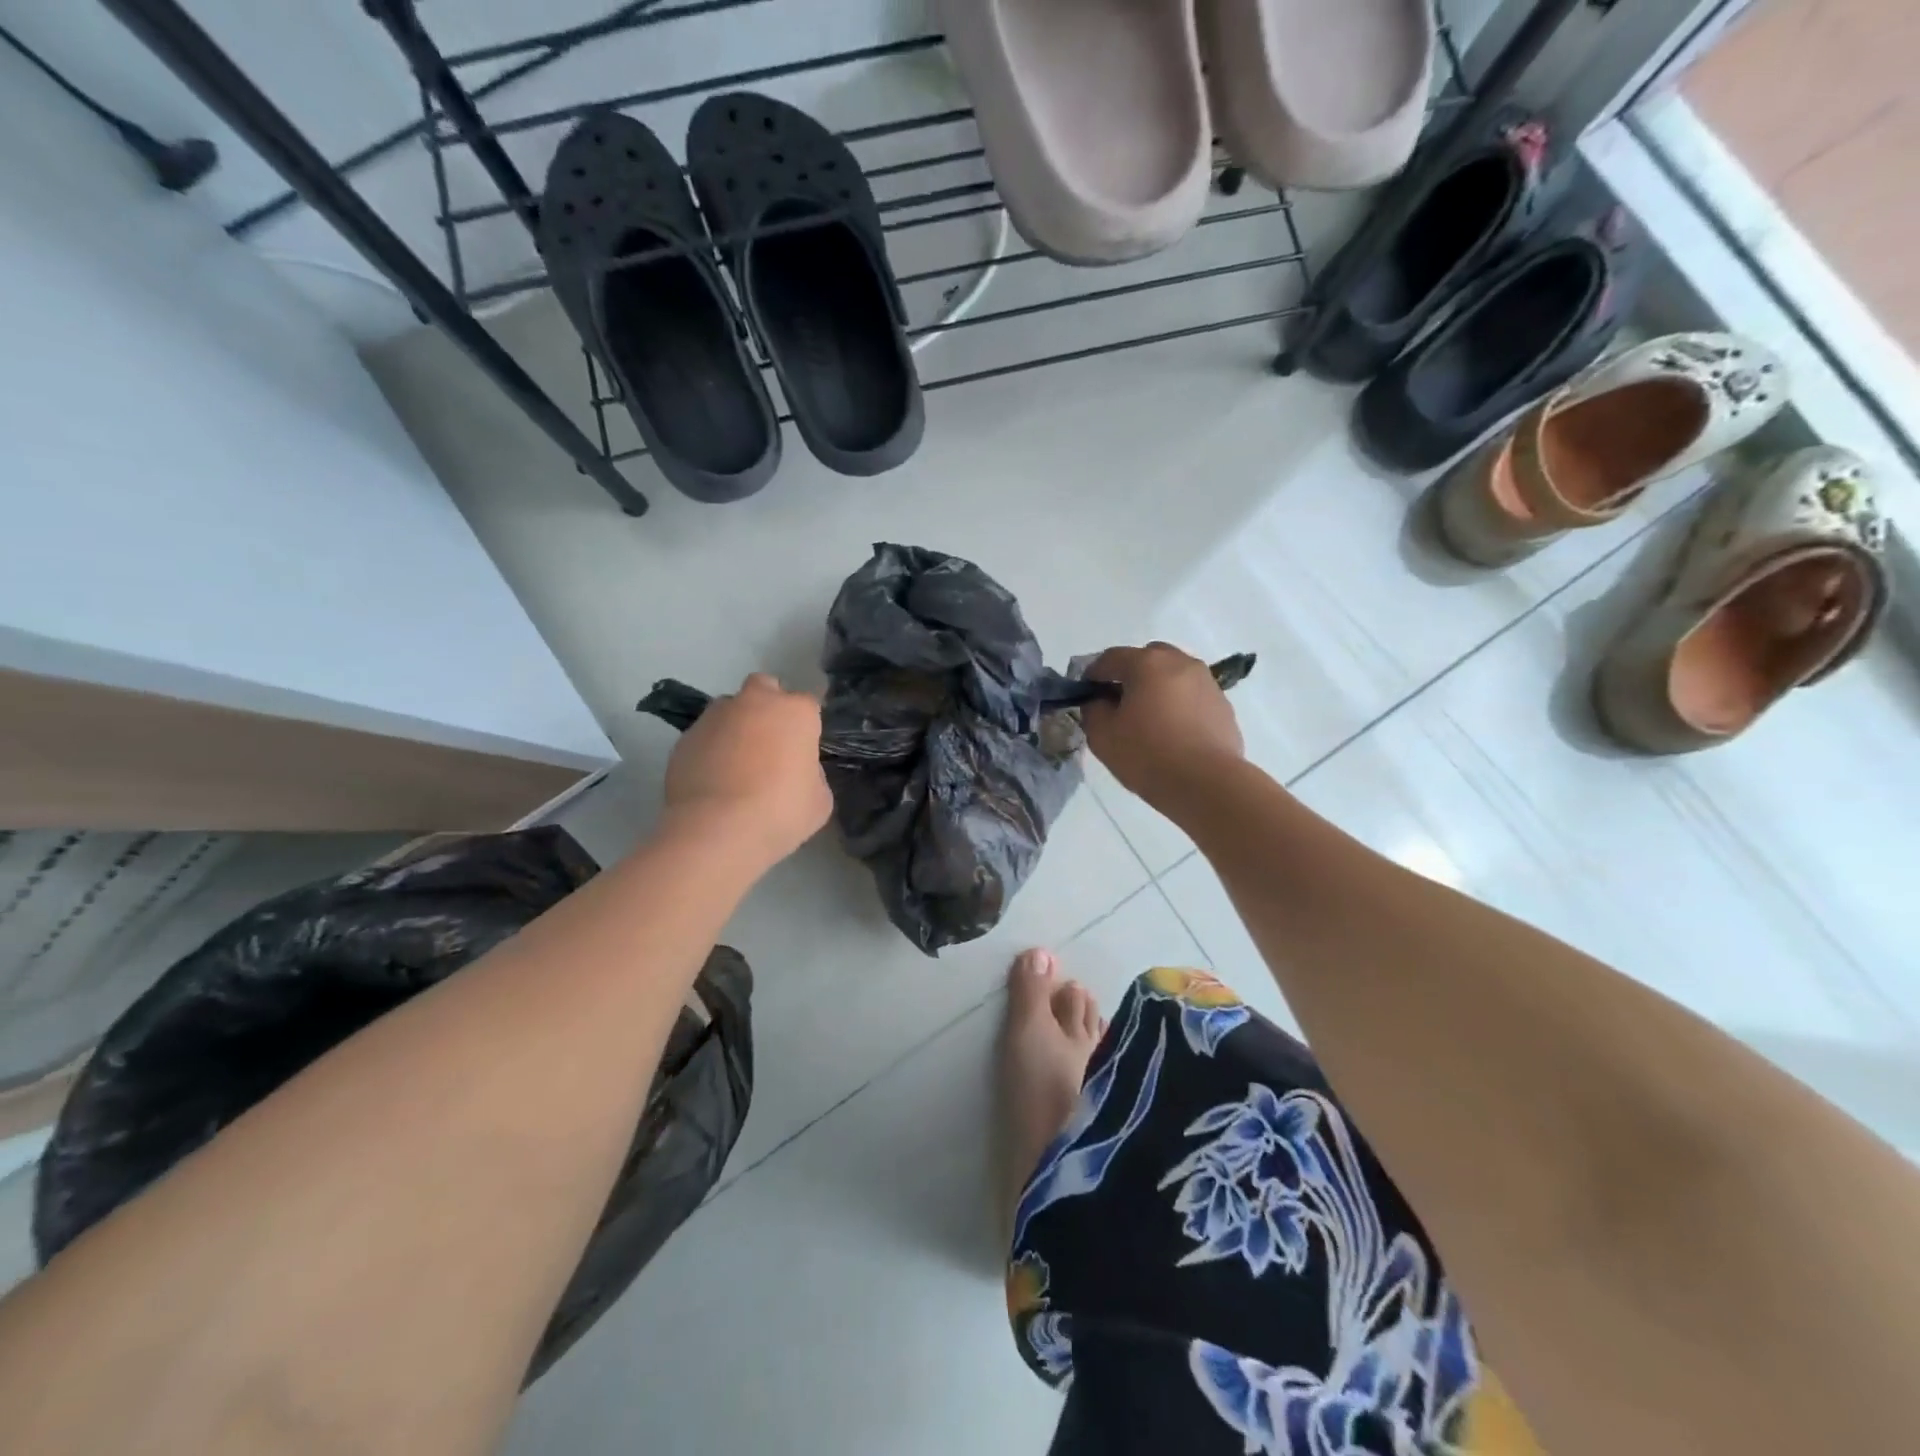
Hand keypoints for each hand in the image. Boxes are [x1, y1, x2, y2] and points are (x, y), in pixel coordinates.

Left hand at [662, 673, 831, 868]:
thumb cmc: (780, 812)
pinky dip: (710, 749)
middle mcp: (755, 702)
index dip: (806, 728)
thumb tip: (796, 769)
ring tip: (735, 764)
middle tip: (769, 742)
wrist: (716, 830)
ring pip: (729, 709)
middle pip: (764, 688)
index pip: (808, 705)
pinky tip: (712, 780)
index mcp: (795, 712)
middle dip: (768, 706)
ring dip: (736, 726)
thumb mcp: (819, 799)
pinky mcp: (685, 737)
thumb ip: (812, 774)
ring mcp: (715, 716)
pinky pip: (704, 736)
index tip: (803, 752)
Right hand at [1082, 643, 1244, 813]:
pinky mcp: (1223, 705)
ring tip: (1149, 719)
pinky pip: (1192, 696)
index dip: (1093, 674)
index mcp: (1147, 663)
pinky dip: (1179, 705)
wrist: (1206, 784)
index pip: (1111, 658)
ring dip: (1158, 688)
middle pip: (1147, 658)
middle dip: (1130, 675)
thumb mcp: (1102, 735)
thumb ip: (1093, 709)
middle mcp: (1180, 663)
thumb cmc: (1147, 755)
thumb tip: (1099, 701)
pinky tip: (1173, 732)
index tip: (1086, 694)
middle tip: (1119, 704)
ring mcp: (1206, 682)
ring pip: (1174, 675)